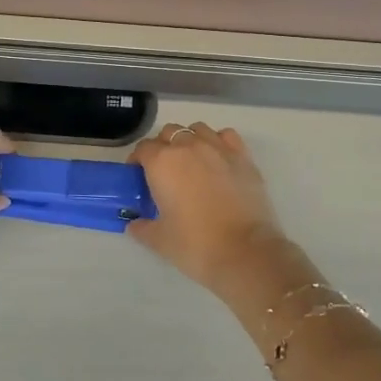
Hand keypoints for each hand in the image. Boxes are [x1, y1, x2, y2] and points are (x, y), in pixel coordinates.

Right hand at [127, 122, 305, 301]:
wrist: (245, 252)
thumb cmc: (195, 244)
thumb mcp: (159, 240)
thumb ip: (142, 228)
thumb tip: (135, 224)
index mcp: (162, 162)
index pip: (143, 148)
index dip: (137, 161)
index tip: (138, 176)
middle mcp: (189, 146)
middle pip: (169, 133)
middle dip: (162, 147)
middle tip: (164, 172)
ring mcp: (219, 148)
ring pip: (198, 129)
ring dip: (190, 140)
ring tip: (191, 163)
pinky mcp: (243, 156)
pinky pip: (226, 136)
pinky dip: (218, 142)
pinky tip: (218, 160)